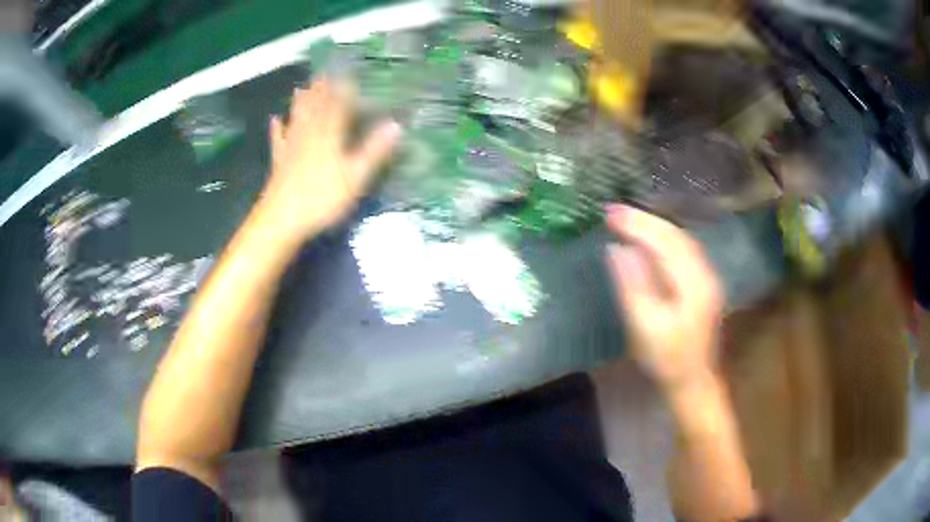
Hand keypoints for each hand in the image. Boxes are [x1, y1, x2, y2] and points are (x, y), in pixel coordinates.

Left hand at [258, 78, 401, 242]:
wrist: (281, 220)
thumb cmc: (321, 198)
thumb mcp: (355, 177)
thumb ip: (374, 150)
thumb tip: (396, 125)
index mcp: (329, 137)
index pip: (338, 107)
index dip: (343, 90)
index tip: (347, 73)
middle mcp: (309, 136)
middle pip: (315, 109)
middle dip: (320, 90)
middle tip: (321, 73)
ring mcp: (291, 149)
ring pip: (297, 119)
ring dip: (300, 103)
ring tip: (300, 88)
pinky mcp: (279, 163)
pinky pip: (279, 140)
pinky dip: (277, 129)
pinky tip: (275, 120)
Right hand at [604, 205, 723, 388]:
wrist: (692, 381)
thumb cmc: (667, 358)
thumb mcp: (645, 326)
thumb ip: (632, 285)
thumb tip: (617, 249)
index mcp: (693, 283)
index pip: (664, 242)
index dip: (637, 224)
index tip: (610, 213)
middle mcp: (704, 273)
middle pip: (675, 235)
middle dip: (645, 220)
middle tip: (614, 210)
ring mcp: (706, 278)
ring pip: (681, 241)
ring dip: (655, 226)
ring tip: (628, 218)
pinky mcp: (702, 285)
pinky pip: (683, 250)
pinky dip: (664, 238)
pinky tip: (651, 239)